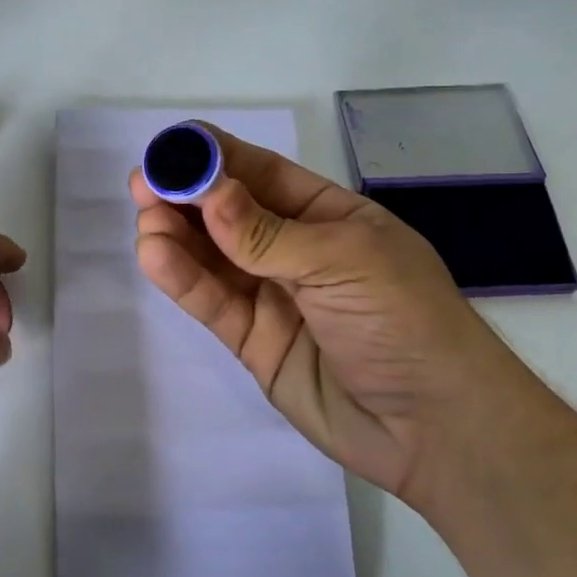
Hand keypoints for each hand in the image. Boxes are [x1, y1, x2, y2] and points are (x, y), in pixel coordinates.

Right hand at [130, 125, 551, 504]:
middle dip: (187, 195)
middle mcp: (295, 250)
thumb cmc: (405, 322)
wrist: (434, 428)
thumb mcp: (344, 261)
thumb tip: (208, 192)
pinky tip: (155, 255)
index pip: (262, 175)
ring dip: (176, 235)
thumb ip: (268, 233)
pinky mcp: (252, 340)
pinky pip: (212, 302)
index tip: (171, 147)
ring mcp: (271, 296)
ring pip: (212, 257)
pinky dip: (183, 278)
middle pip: (228, 214)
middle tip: (142, 184)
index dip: (216, 157)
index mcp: (328, 216)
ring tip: (145, 218)